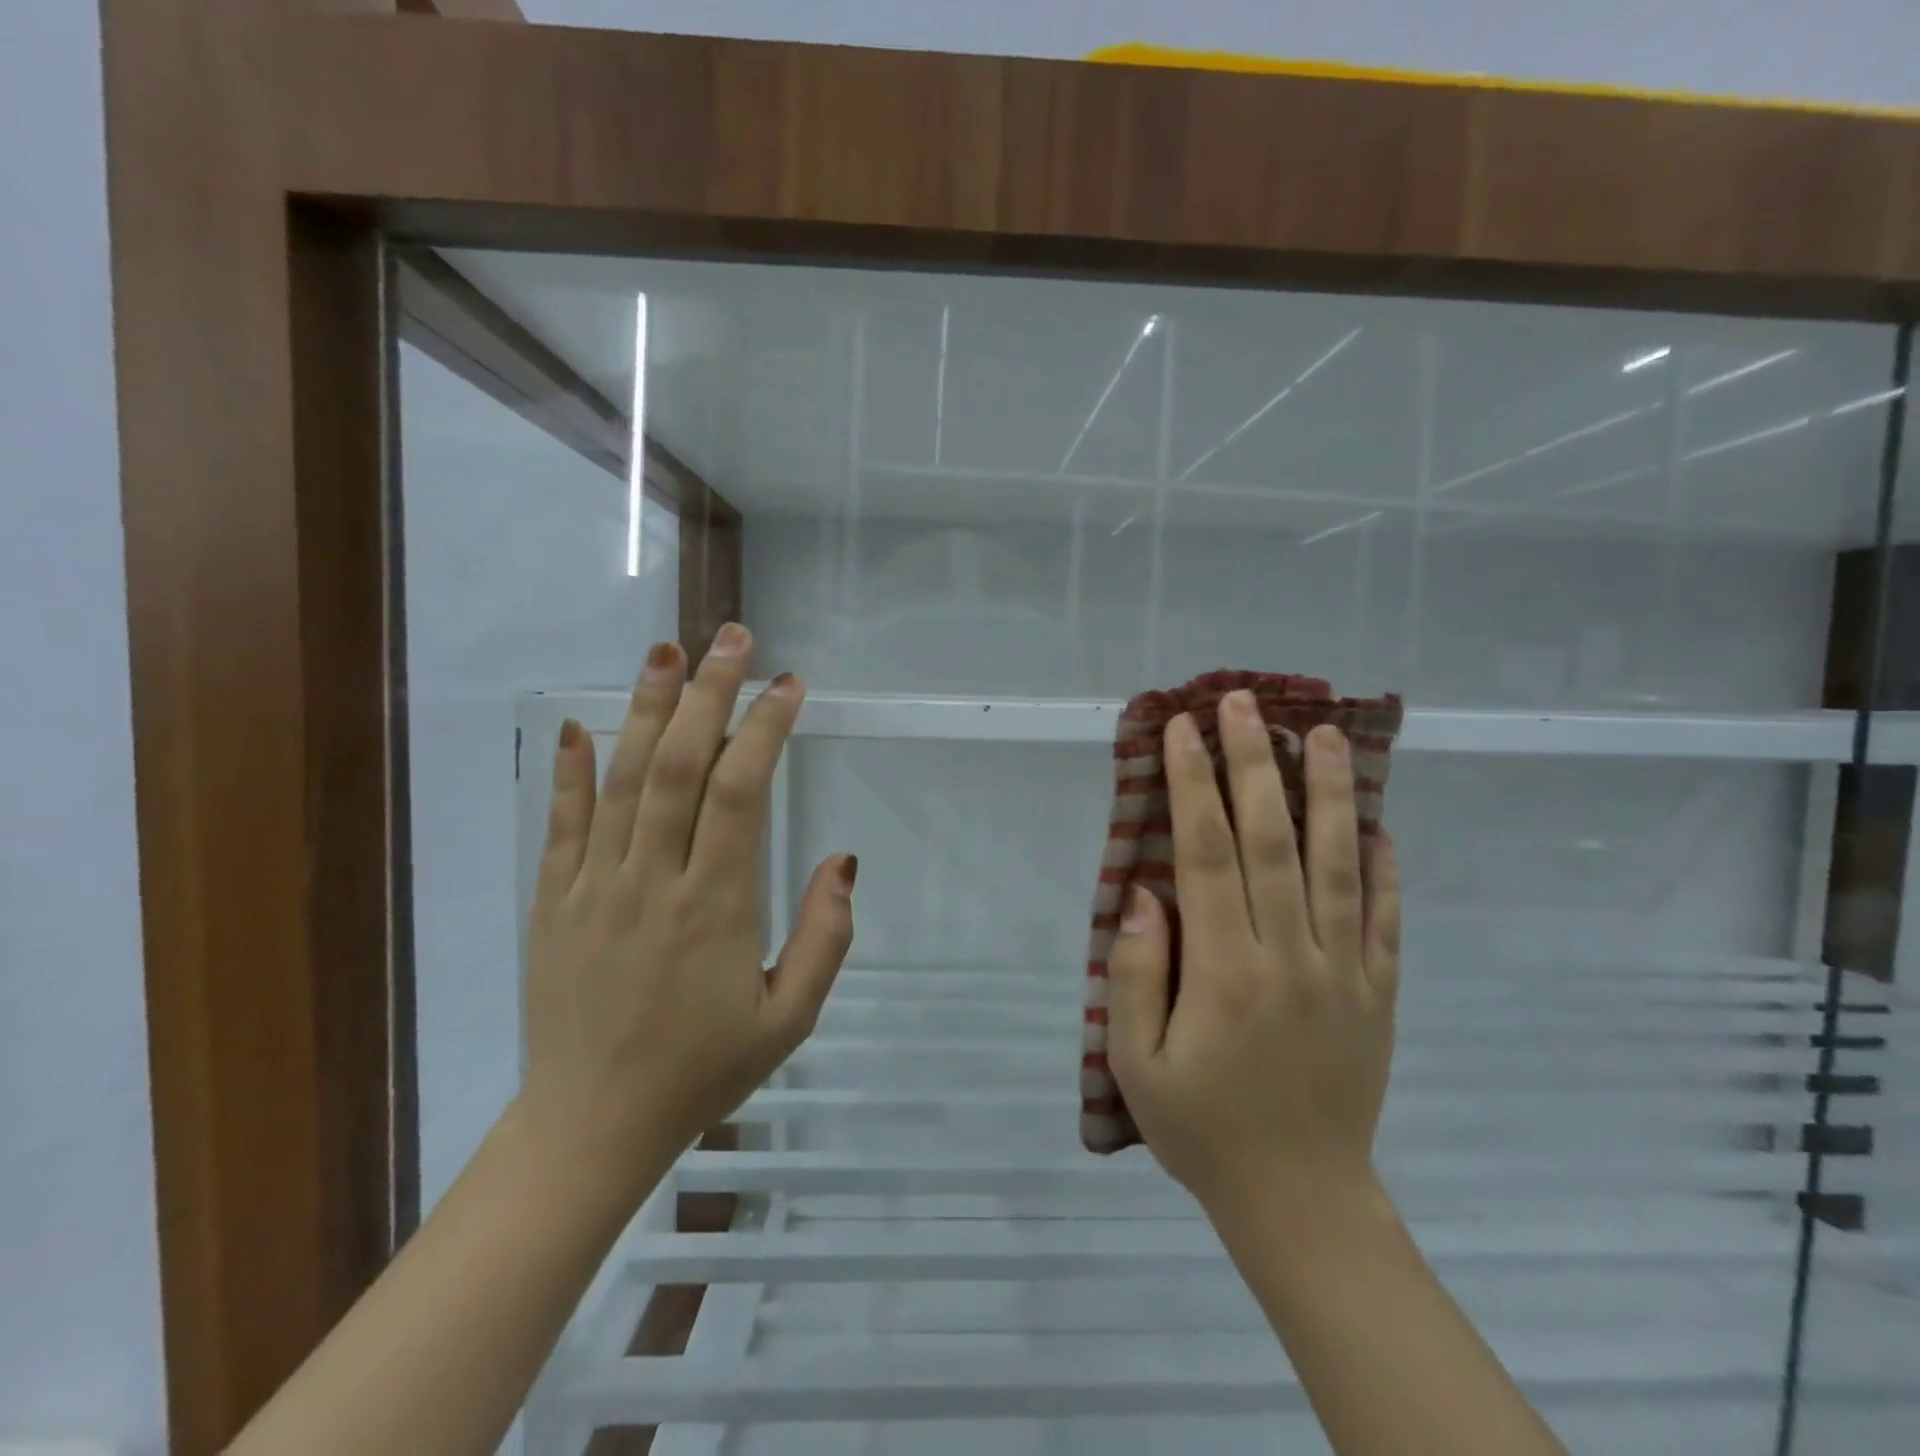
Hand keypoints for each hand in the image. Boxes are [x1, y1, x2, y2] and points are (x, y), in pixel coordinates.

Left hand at [517, 625, 856, 1191]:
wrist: (591, 1126)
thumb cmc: (702, 1069)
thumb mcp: (789, 1018)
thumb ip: (825, 937)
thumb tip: (843, 861)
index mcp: (714, 907)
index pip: (740, 793)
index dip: (765, 730)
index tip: (789, 686)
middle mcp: (651, 881)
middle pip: (679, 767)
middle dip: (708, 694)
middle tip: (730, 637)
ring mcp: (593, 887)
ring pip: (622, 781)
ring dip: (645, 711)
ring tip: (665, 653)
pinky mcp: (553, 902)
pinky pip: (560, 825)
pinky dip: (571, 773)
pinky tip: (579, 727)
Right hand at [1105, 692, 1398, 1216]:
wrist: (1302, 1201)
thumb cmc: (1202, 1129)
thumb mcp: (1137, 1064)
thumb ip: (1136, 975)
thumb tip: (1147, 896)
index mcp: (1225, 972)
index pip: (1206, 855)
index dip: (1192, 786)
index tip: (1183, 730)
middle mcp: (1290, 958)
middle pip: (1273, 841)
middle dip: (1255, 764)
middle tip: (1246, 703)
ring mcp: (1346, 973)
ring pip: (1338, 865)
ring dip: (1329, 793)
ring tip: (1323, 734)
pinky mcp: (1380, 994)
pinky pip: (1385, 918)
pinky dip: (1382, 866)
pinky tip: (1378, 822)